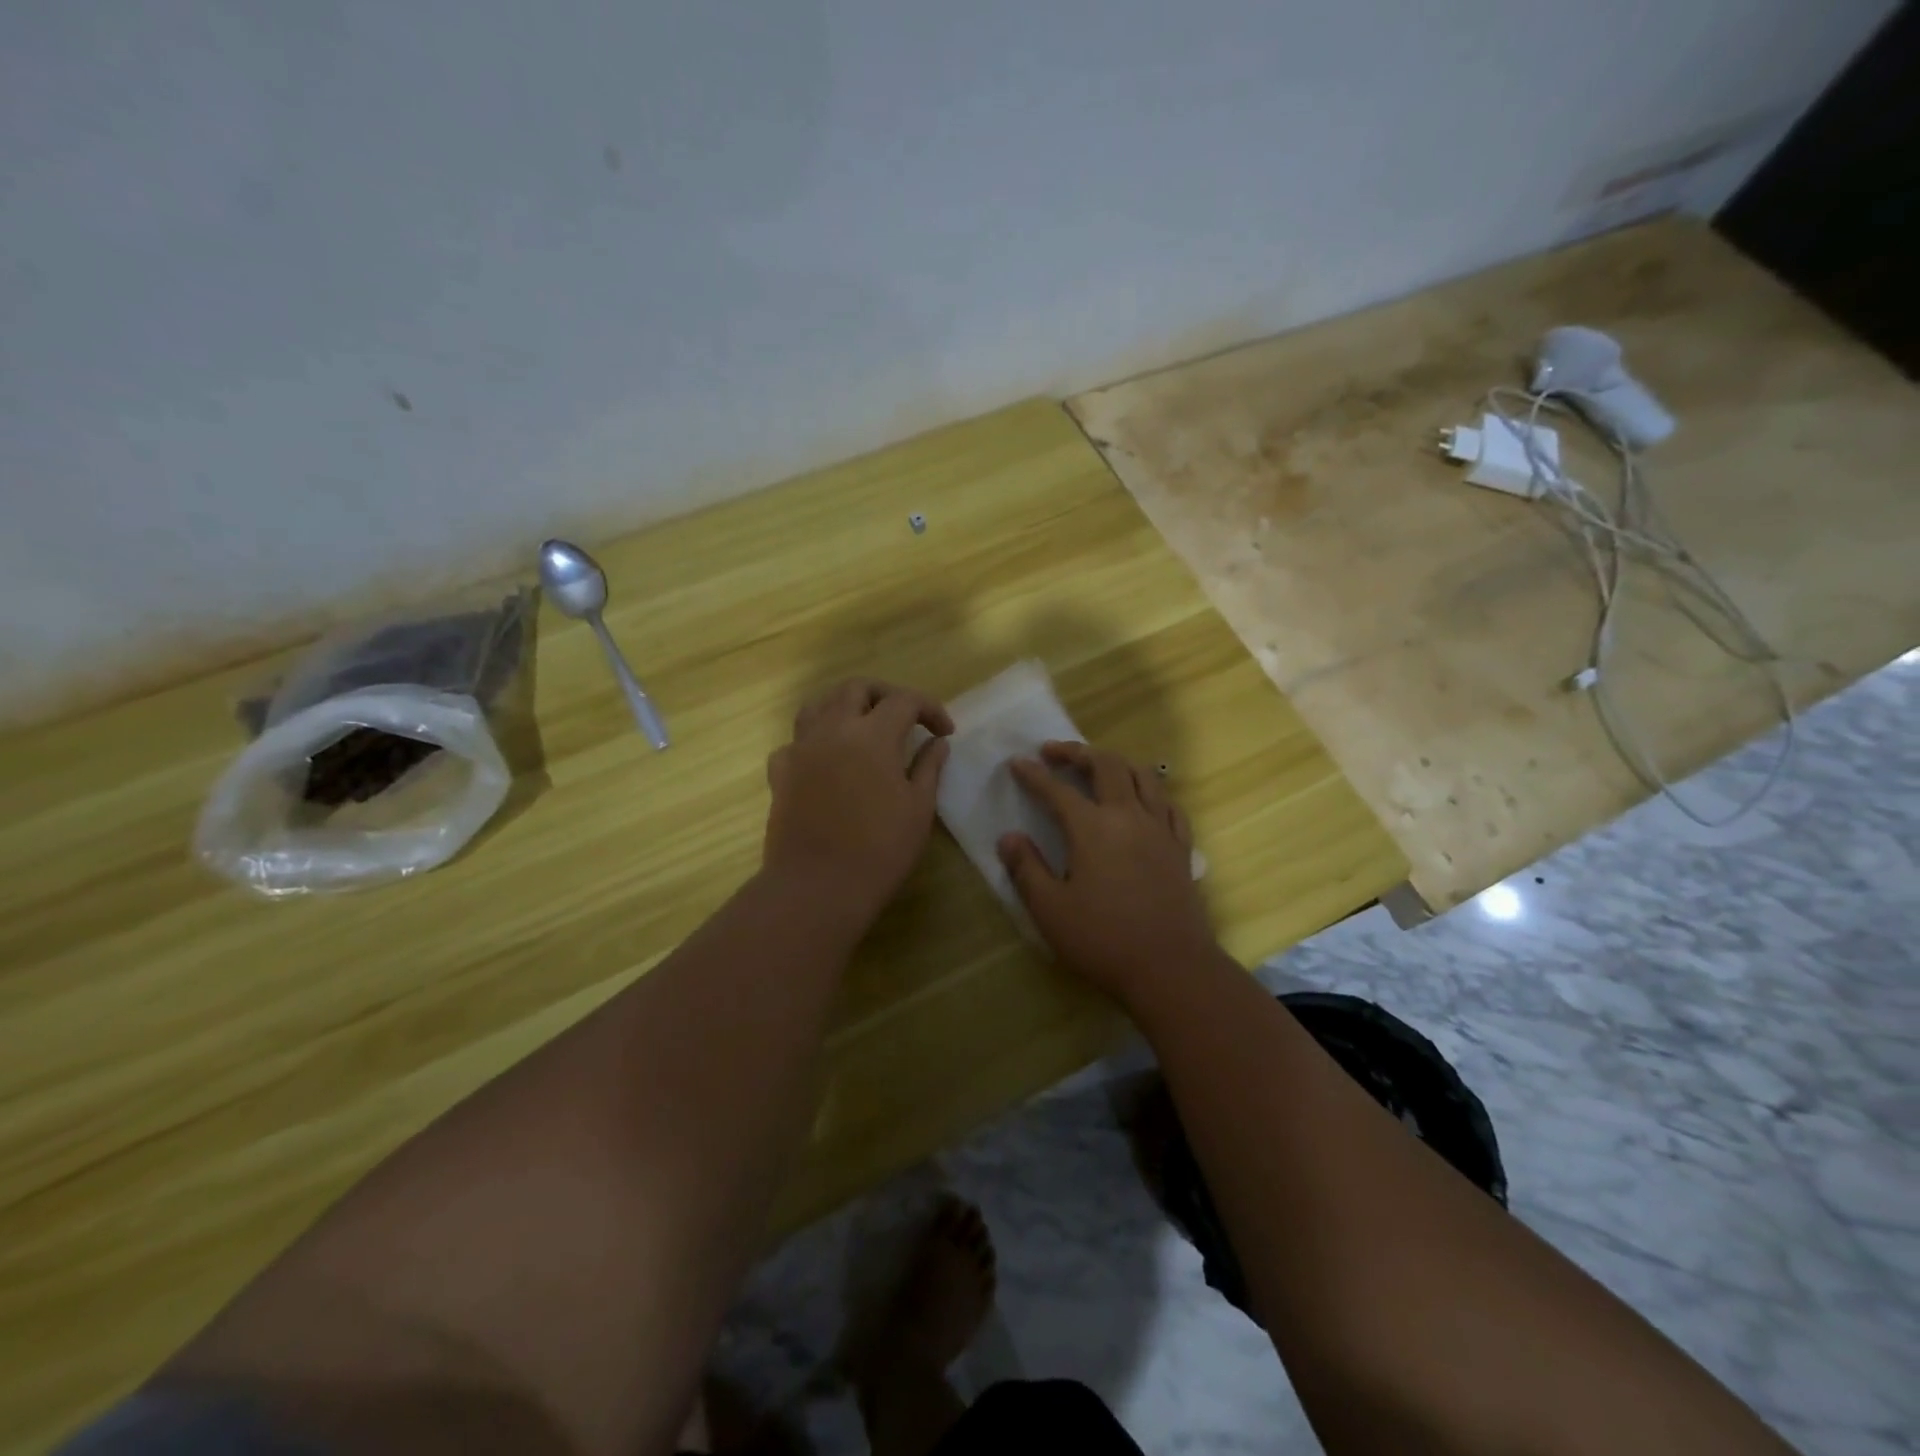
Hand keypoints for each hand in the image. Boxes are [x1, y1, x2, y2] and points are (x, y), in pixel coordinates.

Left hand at [763, 679, 952, 924]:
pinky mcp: (780, 772)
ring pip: (819, 705)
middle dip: (886, 695)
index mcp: (872, 735)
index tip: (945, 731)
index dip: (930, 709)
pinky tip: (828, 760)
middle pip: (857, 688)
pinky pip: (796, 741)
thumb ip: (929, 767)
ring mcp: (801, 748)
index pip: (905, 701)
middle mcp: (832, 729)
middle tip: (907, 718)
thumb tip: (937, 742)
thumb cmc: (879, 849)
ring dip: (845, 706)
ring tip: (864, 726)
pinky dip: (815, 740)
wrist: (817, 887)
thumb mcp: (918, 808)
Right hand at [997, 741, 1220, 1005]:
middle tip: (1054, 752)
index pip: (1057, 790)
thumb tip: (1008, 837)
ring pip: (1143, 776)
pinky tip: (1143, 800)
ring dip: (1116, 763)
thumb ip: (1026, 869)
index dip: (1034, 774)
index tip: (1017, 763)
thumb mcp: (1050, 910)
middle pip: (1106, 766)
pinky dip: (1151, 791)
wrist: (1171, 968)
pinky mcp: (1181, 848)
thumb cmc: (1103, 939)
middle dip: (1077, 752)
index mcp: (1092, 828)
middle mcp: (1128, 816)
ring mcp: (1160, 829)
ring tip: (1098, 766)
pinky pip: (1169, 805)